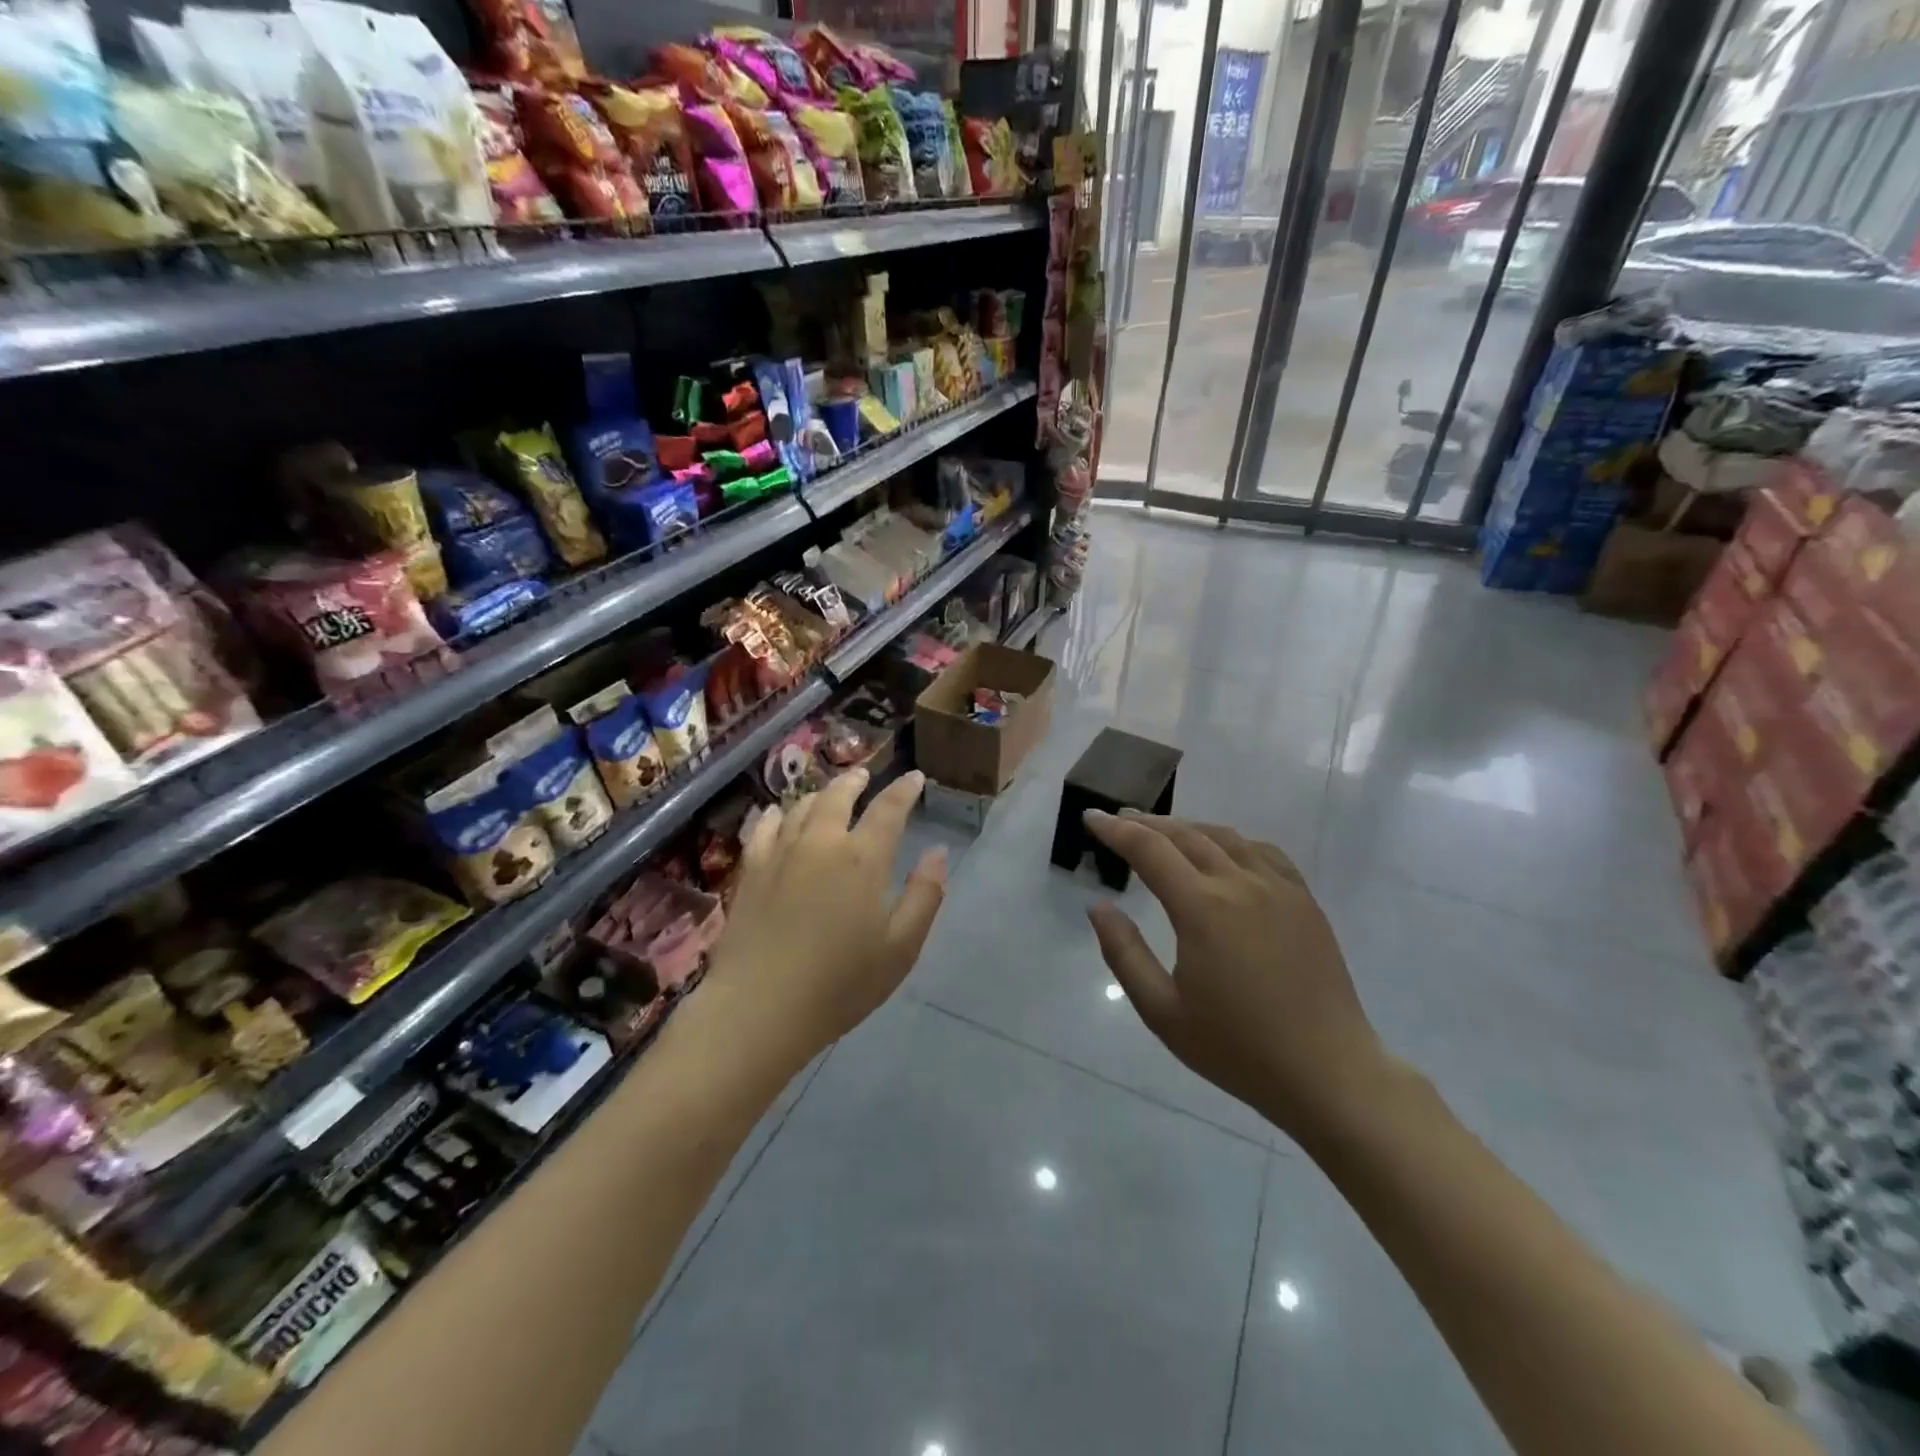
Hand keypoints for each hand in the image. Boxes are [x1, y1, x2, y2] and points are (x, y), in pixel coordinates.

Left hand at [706, 768, 946, 1060]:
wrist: (759, 1008)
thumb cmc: (840, 984)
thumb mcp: (901, 948)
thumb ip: (925, 895)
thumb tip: (938, 853)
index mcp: (863, 858)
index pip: (889, 809)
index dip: (904, 789)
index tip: (915, 777)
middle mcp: (821, 842)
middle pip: (839, 795)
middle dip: (856, 780)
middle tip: (865, 775)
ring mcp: (780, 853)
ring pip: (801, 807)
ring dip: (820, 794)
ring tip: (828, 793)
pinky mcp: (751, 870)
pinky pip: (763, 827)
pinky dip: (775, 814)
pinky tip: (777, 813)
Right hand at [1084, 811, 1393, 1137]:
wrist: (1328, 1072)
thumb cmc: (1237, 1048)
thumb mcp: (1163, 1011)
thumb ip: (1124, 953)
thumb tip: (1098, 906)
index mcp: (1202, 908)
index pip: (1149, 849)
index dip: (1116, 829)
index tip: (1091, 817)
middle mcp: (1240, 884)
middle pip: (1185, 834)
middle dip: (1146, 823)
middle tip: (1119, 821)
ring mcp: (1278, 888)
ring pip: (1225, 837)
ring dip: (1187, 827)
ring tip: (1163, 832)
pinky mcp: (1304, 901)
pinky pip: (1262, 852)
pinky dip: (1231, 841)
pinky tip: (1223, 852)